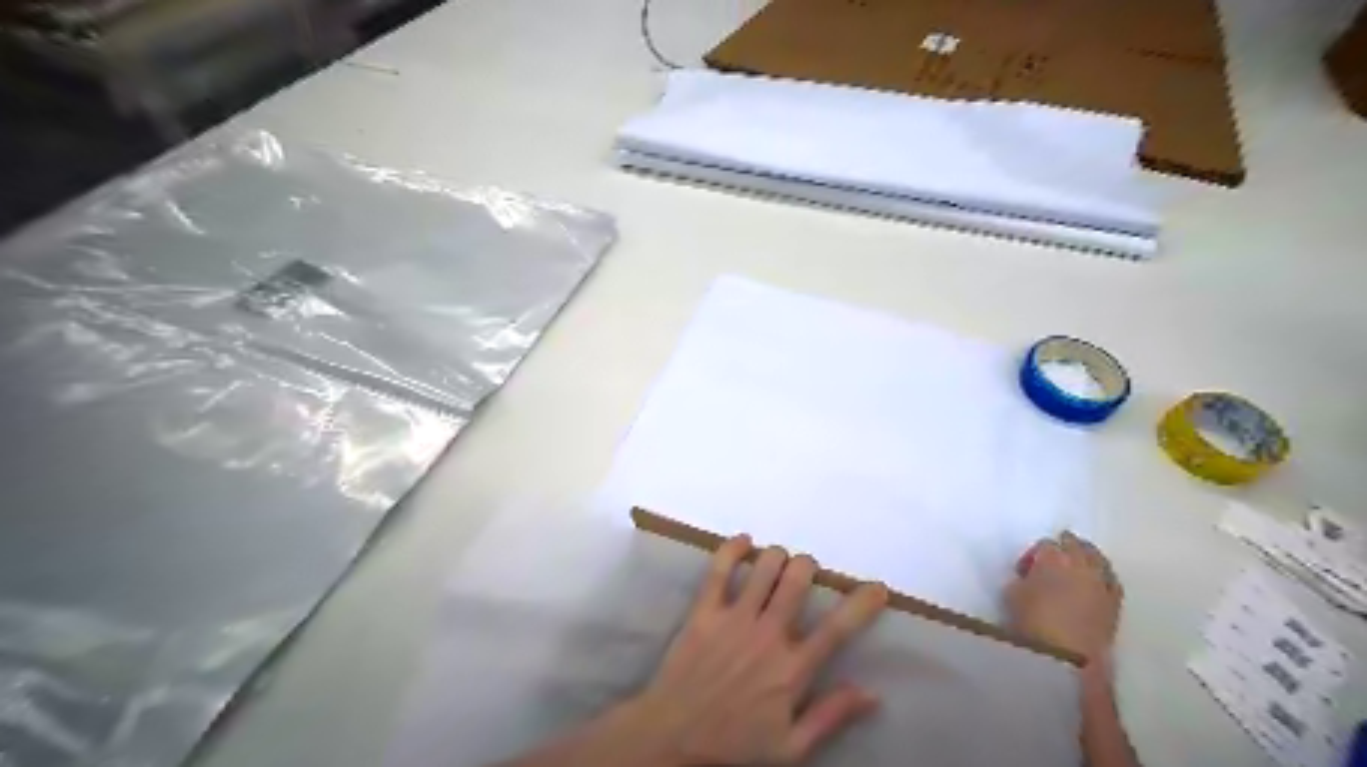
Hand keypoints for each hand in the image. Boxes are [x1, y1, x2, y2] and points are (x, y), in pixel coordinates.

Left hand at [635, 537, 893, 763]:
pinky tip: (744, 541)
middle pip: (797, 580)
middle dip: (808, 566)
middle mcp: (767, 635)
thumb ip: (831, 716)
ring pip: (764, 567)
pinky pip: (719, 569)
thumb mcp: (791, 748)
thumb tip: (872, 693)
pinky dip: (733, 548)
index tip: (877, 588)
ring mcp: (734, 619)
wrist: (673, 739)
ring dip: (777, 556)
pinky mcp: (704, 612)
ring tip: (778, 561)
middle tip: (806, 572)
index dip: (862, 603)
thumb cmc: (735, 745)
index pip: (837, 628)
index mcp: (792, 669)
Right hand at [1002, 533, 1121, 664]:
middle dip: (1064, 547)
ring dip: (1086, 557)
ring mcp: (1101, 582)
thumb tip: (1030, 579)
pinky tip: (1095, 581)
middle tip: (1053, 558)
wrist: (1067, 657)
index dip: (1034, 555)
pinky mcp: (1115, 602)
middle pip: (1075, 544)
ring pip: (1097, 558)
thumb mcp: (1012, 594)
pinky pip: (1112, 579)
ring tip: (1076, 566)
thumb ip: (1022, 579)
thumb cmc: (1032, 621)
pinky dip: (1103, 575)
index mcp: (1053, 557)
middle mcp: (1081, 563)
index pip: (1045, 544)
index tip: (1026, 571)